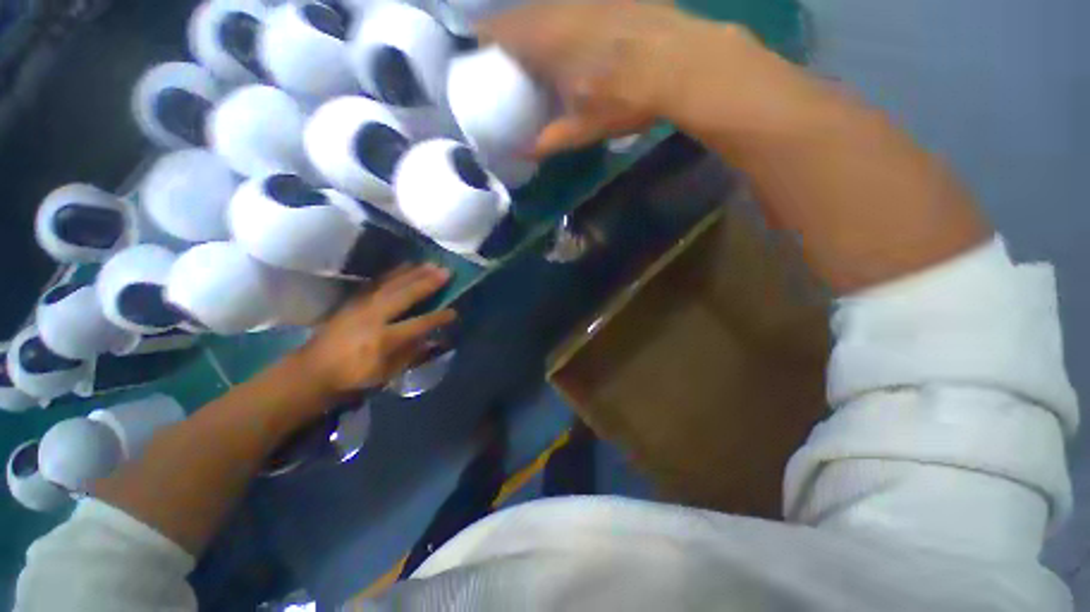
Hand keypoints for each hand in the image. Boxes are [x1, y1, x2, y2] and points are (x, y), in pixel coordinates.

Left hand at [298, 265, 455, 395]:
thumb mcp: (387, 373)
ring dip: (413, 273)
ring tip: (430, 263)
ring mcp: (362, 305)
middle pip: (405, 295)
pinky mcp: (354, 300)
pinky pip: (378, 282)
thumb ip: (413, 354)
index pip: (418, 324)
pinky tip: (405, 266)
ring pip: (392, 284)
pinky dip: (394, 272)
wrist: (312, 370)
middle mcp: (374, 317)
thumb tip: (435, 340)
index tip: (454, 312)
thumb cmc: (354, 376)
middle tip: (447, 271)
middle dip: (427, 283)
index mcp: (383, 339)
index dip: (437, 318)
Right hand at [481, 3, 760, 156]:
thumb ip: (550, 140)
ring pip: (549, 7)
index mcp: (546, 40)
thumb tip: (523, 154)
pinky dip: (566, 19)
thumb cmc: (625, 98)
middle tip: (513, 59)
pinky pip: (576, 5)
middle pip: (523, 14)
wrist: (681, 64)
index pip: (499, 30)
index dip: (485, 38)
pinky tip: (578, 37)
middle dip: (511, 33)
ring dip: (539, 25)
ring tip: (543, 50)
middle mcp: (561, 9)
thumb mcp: (583, 128)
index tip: (481, 54)